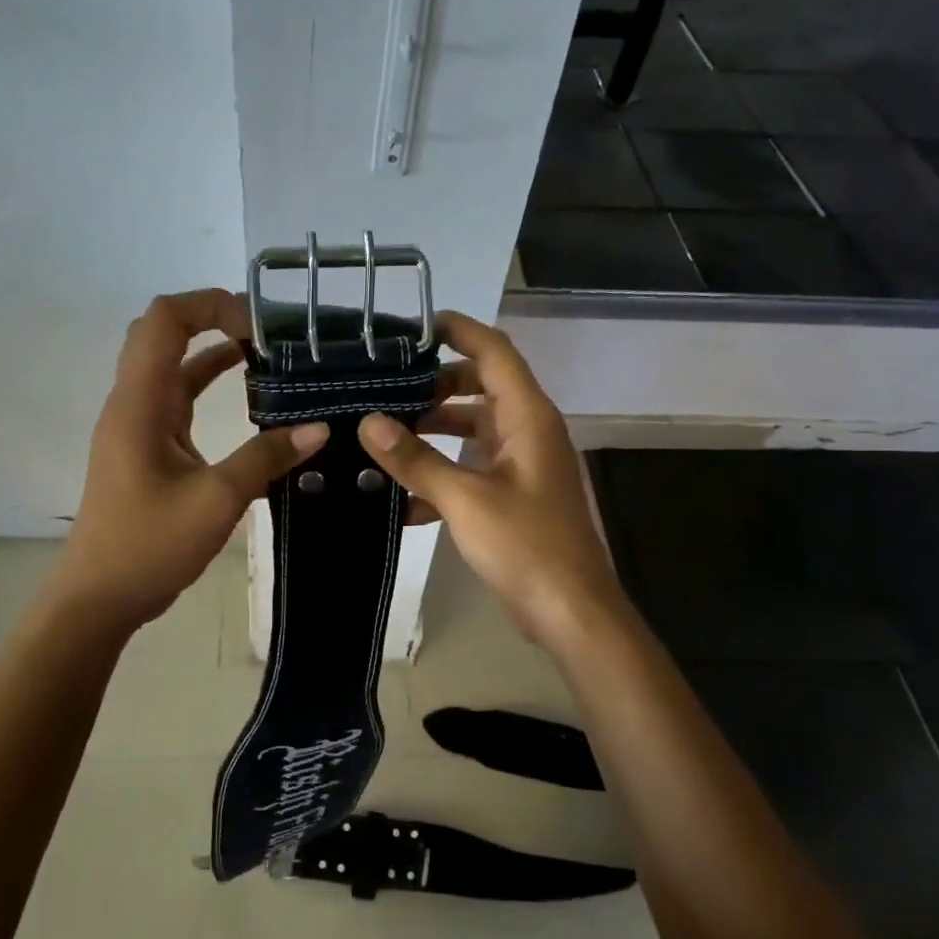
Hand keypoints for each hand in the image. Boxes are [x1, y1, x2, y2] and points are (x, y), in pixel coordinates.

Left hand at [55, 289, 326, 632]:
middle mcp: (133, 402)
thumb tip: (318, 428)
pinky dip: (208, 385)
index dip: (210, 305)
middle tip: (266, 331)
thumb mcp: (216, 501)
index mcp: (139, 403)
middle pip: (163, 333)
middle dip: (212, 318)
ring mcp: (137, 425)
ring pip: (171, 366)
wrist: (100, 597)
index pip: (165, 320)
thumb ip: (266, 459)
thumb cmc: (149, 546)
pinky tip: (248, 395)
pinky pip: (177, 399)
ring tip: (267, 353)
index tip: (260, 325)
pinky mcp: (147, 447)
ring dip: (212, 351)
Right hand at [357, 311, 626, 648]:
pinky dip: (442, 474)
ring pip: (474, 429)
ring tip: (384, 437)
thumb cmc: (526, 545)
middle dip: (435, 386)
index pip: (495, 352)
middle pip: (481, 387)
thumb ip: (416, 460)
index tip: (415, 326)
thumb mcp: (465, 499)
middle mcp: (529, 431)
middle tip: (386, 390)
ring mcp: (523, 465)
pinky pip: (473, 469)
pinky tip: (402, 499)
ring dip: (434, 431)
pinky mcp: (514, 496)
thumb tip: (368, 423)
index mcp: (528, 417)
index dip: (459, 331)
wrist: (570, 612)